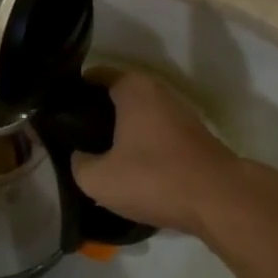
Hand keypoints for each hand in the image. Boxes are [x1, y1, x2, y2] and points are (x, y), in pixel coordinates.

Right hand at [71, 71, 250, 236]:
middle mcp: (157, 90)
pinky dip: (142, 144)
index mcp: (132, 87)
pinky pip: (156, 132)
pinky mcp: (192, 136)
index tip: (58, 113)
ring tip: (99, 155)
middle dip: (96, 113)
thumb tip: (78, 156)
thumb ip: (78, 164)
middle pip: (116, 95)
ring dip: (120, 131)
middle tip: (75, 138)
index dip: (73, 93)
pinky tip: (131, 168)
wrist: (219, 200)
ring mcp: (179, 112)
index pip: (94, 76)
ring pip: (138, 115)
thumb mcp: (99, 179)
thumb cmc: (154, 178)